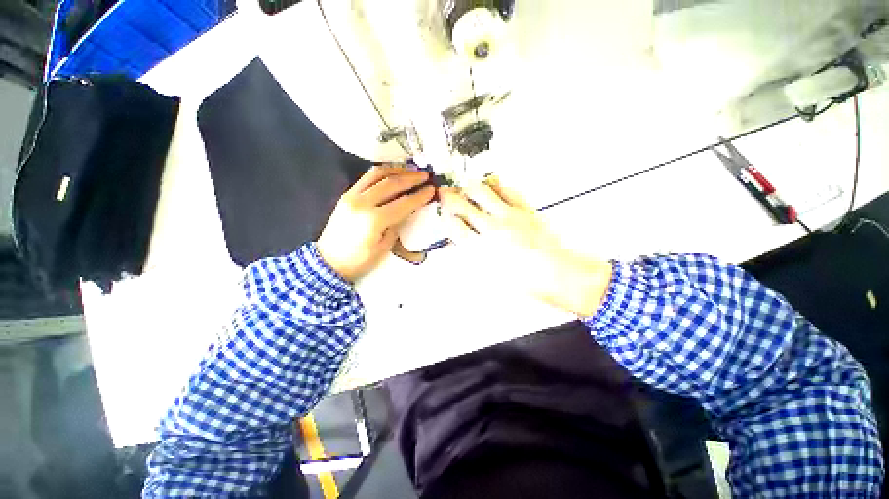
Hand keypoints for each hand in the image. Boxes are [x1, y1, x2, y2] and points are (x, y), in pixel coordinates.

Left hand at [317, 165, 434, 281]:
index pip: (403, 203)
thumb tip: (407, 210)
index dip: (419, 196)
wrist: (328, 262)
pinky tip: (393, 173)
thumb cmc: (359, 261)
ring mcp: (352, 195)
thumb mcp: (384, 248)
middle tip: (426, 176)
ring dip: (397, 170)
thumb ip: (396, 225)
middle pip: (391, 184)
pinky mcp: (347, 194)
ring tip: (411, 171)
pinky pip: (367, 177)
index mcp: (374, 220)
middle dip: (411, 178)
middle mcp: (362, 202)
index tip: (432, 190)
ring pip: (377, 174)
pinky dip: (382, 172)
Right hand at [438, 177, 612, 315]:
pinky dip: (497, 185)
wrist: (555, 275)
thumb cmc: (523, 282)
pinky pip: (507, 191)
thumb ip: (471, 257)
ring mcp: (508, 216)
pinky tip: (492, 186)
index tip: (443, 213)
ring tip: (466, 187)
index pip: (454, 225)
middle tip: (444, 192)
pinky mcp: (524, 210)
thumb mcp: (489, 276)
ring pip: (482, 192)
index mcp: (480, 248)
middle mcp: (490, 228)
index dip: (445, 216)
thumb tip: (459, 244)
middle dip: (449, 197)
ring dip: (470, 188)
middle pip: (463, 206)